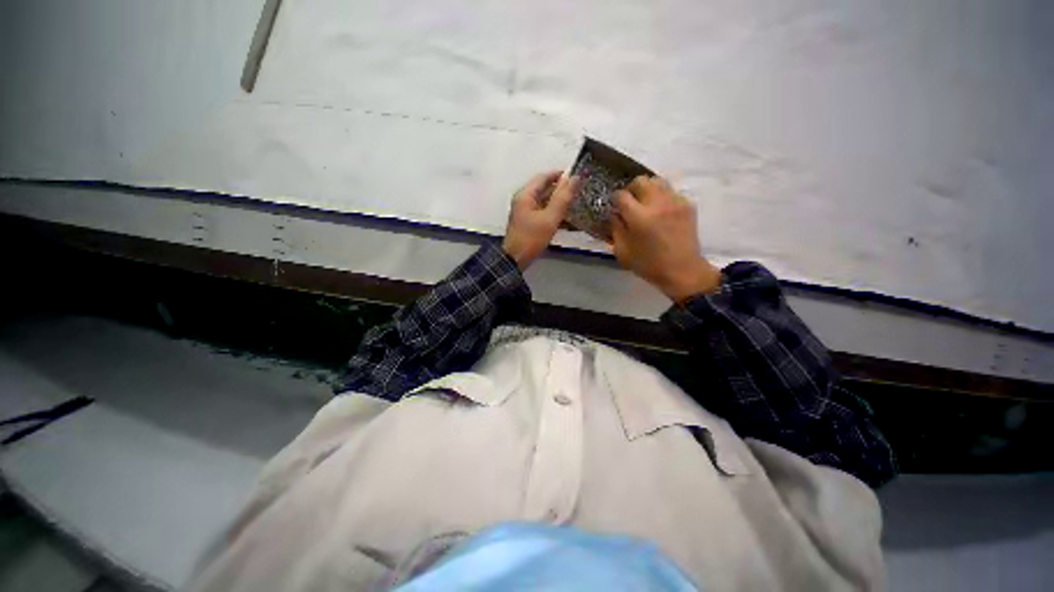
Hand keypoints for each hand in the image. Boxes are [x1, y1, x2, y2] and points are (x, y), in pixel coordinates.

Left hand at [502, 171, 578, 269]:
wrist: (515, 259)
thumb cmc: (532, 238)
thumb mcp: (550, 218)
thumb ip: (563, 198)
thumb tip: (575, 178)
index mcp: (525, 194)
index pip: (544, 176)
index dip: (560, 175)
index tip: (577, 177)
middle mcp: (523, 199)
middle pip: (544, 188)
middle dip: (561, 189)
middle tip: (578, 192)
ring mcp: (524, 211)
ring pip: (544, 201)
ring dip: (558, 202)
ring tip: (574, 205)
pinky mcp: (527, 222)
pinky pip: (542, 211)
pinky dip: (553, 212)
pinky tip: (565, 219)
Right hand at [611, 176, 721, 301]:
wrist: (682, 270)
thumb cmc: (648, 265)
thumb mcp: (622, 251)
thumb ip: (616, 229)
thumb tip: (615, 214)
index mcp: (639, 217)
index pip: (621, 195)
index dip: (615, 199)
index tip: (615, 207)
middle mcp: (657, 204)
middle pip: (640, 180)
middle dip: (631, 190)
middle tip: (630, 203)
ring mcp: (675, 202)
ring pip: (657, 182)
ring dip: (648, 190)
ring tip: (646, 205)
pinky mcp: (688, 205)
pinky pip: (671, 192)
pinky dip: (662, 198)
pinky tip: (661, 213)